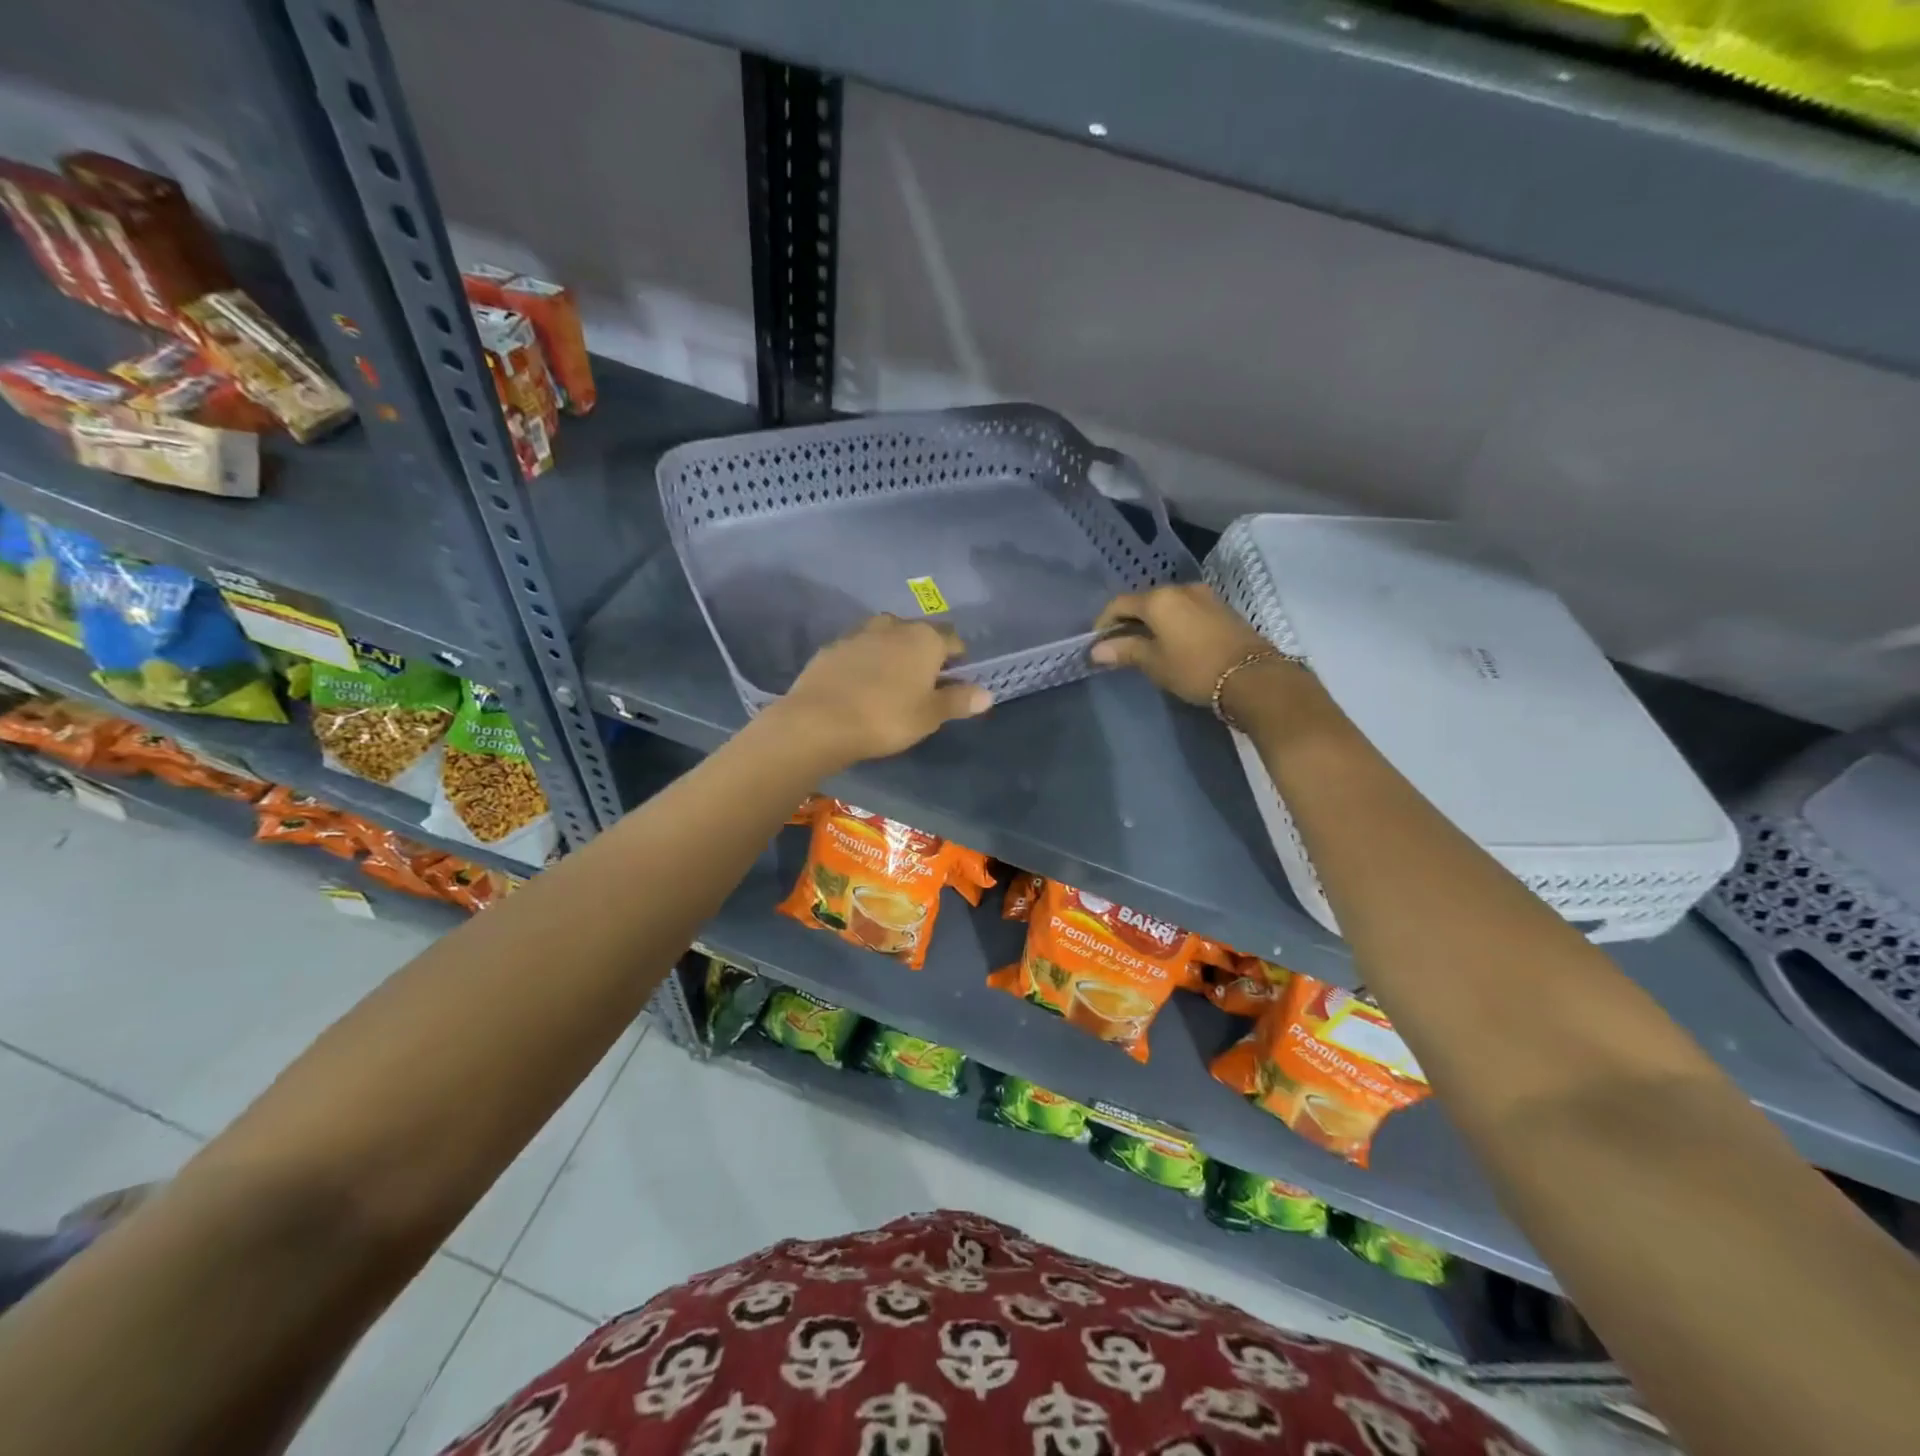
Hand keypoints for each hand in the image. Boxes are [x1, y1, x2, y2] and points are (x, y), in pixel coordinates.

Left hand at [774, 615, 991, 765]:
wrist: (819, 721)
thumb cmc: (886, 718)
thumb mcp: (930, 715)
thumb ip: (959, 701)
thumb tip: (987, 693)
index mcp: (925, 638)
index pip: (953, 639)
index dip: (958, 659)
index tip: (955, 681)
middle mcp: (893, 626)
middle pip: (918, 634)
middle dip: (923, 653)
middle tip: (922, 684)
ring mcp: (859, 633)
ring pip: (886, 637)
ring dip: (892, 653)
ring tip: (891, 682)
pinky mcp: (831, 647)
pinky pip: (858, 649)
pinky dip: (865, 662)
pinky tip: (860, 685)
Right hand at [1091, 583, 1273, 706]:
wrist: (1253, 676)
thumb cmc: (1195, 668)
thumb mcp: (1154, 663)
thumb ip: (1125, 651)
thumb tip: (1097, 650)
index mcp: (1159, 599)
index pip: (1119, 603)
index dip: (1104, 622)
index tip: (1098, 643)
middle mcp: (1180, 588)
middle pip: (1144, 601)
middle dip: (1128, 621)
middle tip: (1119, 645)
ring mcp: (1204, 596)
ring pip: (1167, 604)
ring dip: (1152, 621)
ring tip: (1145, 645)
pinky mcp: (1221, 607)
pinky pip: (1185, 609)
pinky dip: (1172, 622)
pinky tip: (1171, 641)